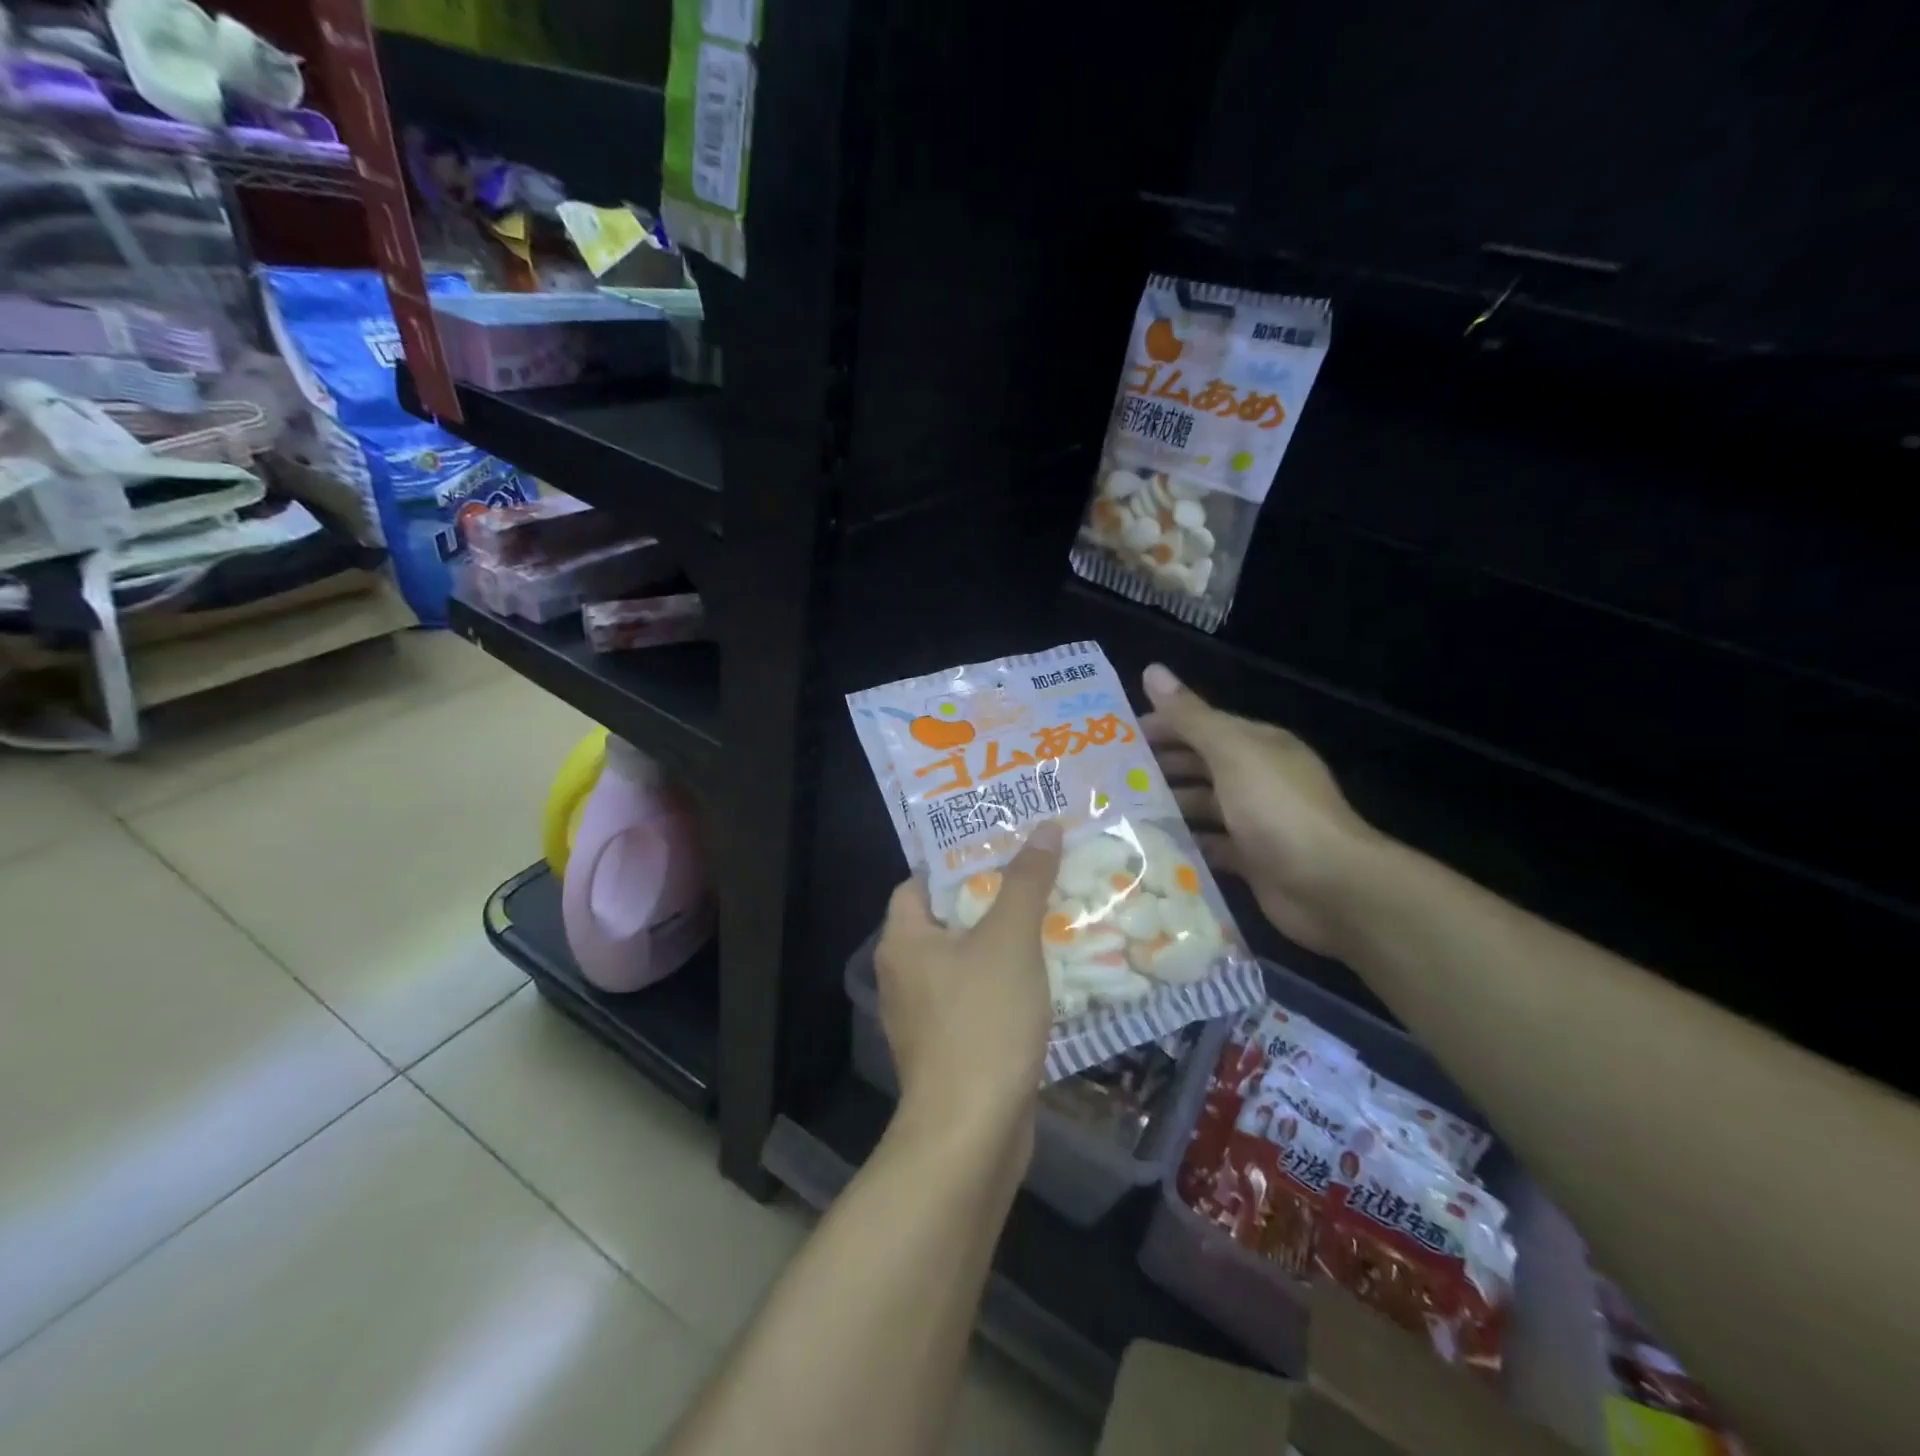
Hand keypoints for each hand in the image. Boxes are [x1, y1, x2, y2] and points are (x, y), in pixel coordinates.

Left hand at [874, 822, 1062, 1133]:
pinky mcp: (950, 1046)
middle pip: (947, 917)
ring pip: (966, 959)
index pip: (920, 880)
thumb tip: (1042, 827)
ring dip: (1003, 939)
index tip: (1002, 842)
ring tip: (1050, 913)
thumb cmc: (982, 1022)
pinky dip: (1006, 980)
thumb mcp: (1010, 940)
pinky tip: (1045, 974)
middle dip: (991, 896)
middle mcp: (904, 973)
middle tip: (1036, 872)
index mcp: (903, 939)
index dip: (958, 859)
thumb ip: (1025, 881)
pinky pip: (977, 996)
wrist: (971, 1134)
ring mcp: (925, 1014)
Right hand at [1141, 664, 1381, 956]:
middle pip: (1199, 765)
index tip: (1115, 738)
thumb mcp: (1231, 753)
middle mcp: (1257, 778)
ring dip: (1166, 806)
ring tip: (1118, 812)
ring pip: (1201, 805)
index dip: (1161, 726)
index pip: (1201, 725)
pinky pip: (1209, 845)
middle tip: (1108, 777)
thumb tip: (1151, 669)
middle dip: (1158, 767)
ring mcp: (1255, 821)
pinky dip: (1183, 843)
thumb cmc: (1277, 809)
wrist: (1331, 886)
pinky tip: (1148, 846)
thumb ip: (1189, 717)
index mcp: (1256, 745)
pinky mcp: (1251, 859)